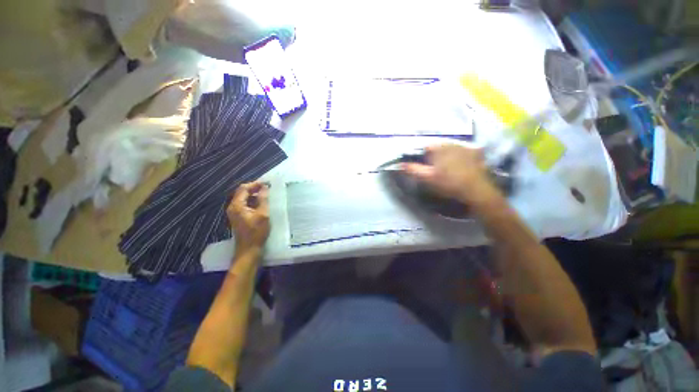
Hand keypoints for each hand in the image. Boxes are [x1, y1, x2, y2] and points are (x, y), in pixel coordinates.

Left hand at [227, 182, 270, 255]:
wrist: (249, 249)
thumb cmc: (256, 232)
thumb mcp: (263, 214)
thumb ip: (263, 199)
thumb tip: (265, 187)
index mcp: (237, 205)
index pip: (244, 188)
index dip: (255, 184)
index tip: (267, 183)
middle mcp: (233, 207)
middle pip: (242, 192)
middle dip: (255, 189)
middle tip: (267, 188)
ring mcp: (235, 212)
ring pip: (244, 198)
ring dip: (254, 195)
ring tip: (267, 195)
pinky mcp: (239, 217)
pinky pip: (245, 204)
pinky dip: (253, 201)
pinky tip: (262, 204)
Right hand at [402, 144, 502, 208]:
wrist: (476, 190)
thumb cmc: (448, 183)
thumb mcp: (427, 178)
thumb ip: (412, 169)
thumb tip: (399, 164)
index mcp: (438, 148)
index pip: (422, 147)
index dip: (418, 156)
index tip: (419, 166)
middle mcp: (451, 143)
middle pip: (435, 148)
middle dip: (431, 156)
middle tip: (432, 170)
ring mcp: (464, 146)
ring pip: (448, 149)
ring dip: (443, 156)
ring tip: (444, 169)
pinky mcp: (474, 152)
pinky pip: (461, 152)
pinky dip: (457, 157)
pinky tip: (458, 166)